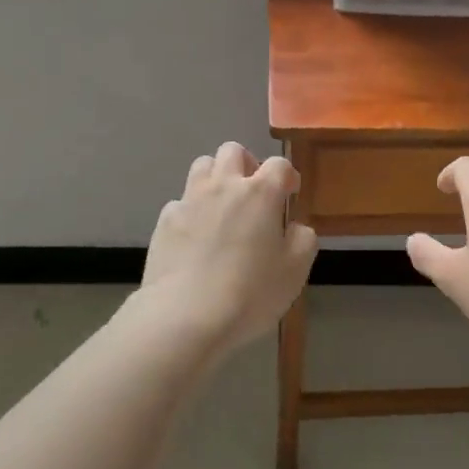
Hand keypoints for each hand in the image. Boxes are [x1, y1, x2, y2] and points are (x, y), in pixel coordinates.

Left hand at [138, 142, 316, 355]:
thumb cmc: (249, 293)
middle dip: (246, 164)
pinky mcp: (165, 221)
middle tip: (252, 192)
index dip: (287, 176)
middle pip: (233, 151)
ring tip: (222, 205)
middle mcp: (224, 185)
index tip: (290, 193)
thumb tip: (295, 227)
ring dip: (215, 177)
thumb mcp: (295, 271)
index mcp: (260, 193)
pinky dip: (191, 210)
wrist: (185, 317)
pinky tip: (195, 237)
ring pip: (202, 165)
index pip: (279, 164)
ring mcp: (190, 200)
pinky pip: (180, 201)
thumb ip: (303, 240)